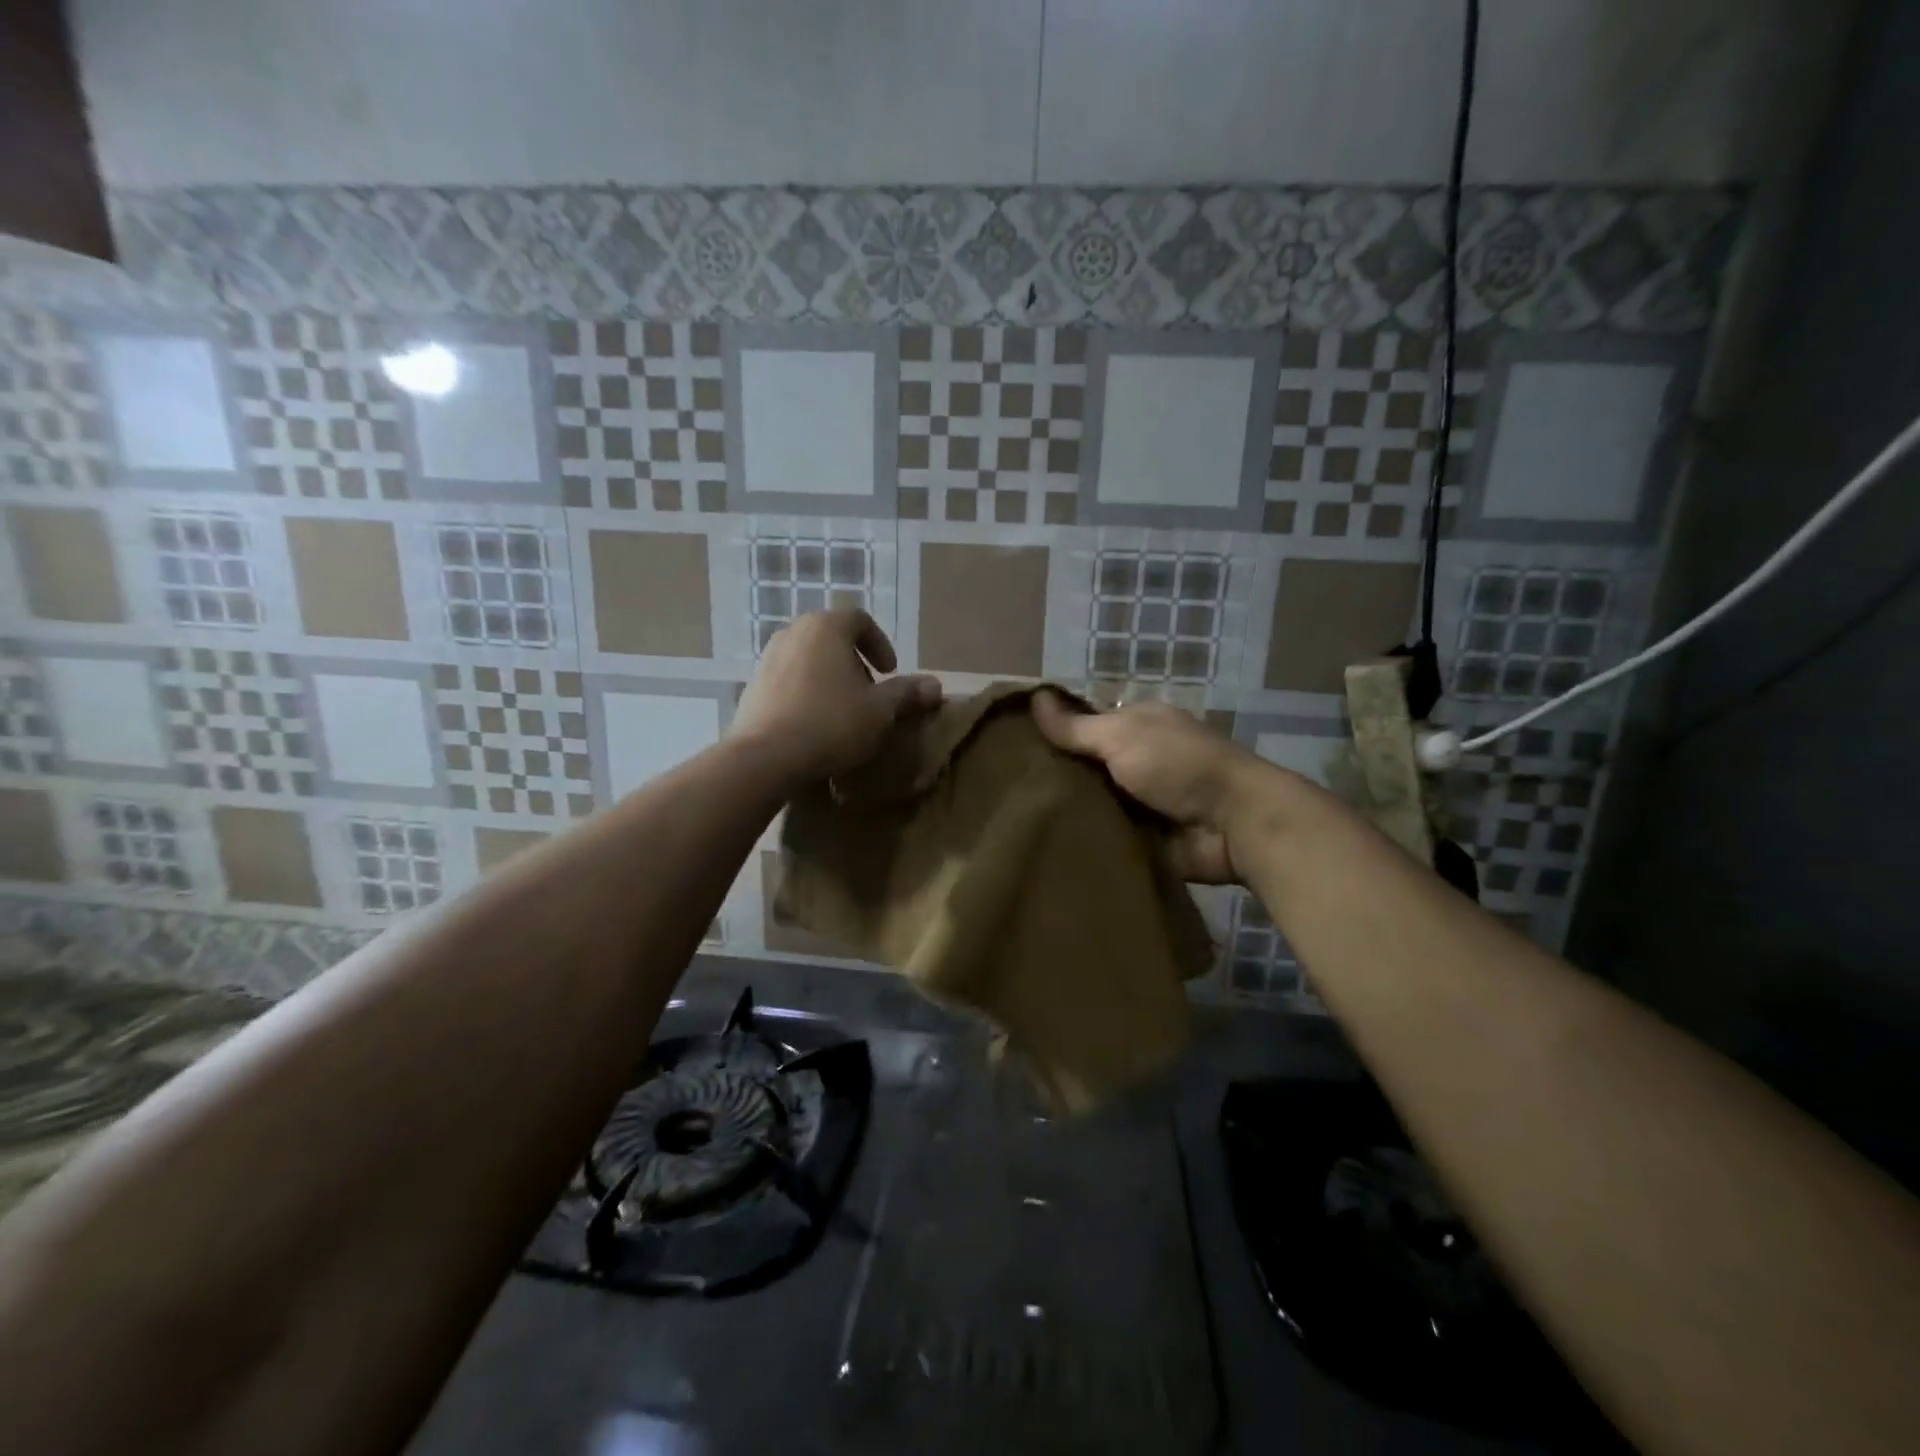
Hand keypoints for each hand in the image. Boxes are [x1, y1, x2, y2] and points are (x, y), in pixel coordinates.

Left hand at [732, 610, 941, 785]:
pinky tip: (814, 725)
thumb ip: (907, 692)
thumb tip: (935, 685)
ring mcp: (767, 658)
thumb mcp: (881, 710)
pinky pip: (788, 681)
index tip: (890, 673)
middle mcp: (793, 632)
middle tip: (869, 693)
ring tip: (843, 711)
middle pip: (832, 638)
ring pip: (808, 659)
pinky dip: (806, 693)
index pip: (859, 620)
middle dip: (855, 663)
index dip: (880, 644)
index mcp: (826, 627)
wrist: (766, 757)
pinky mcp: (752, 686)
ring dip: (830, 678)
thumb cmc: (832, 723)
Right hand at [1032, 691, 1263, 883]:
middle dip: (1055, 777)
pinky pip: (1105, 836)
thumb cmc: (1178, 765)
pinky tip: (1046, 842)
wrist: (1233, 824)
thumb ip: (1076, 726)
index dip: (1052, 734)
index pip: (1084, 726)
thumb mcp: (1121, 736)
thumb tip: (1034, 696)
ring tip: (1017, 819)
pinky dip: (1085, 839)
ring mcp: (1142, 801)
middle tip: (1005, 790)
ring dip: (1068, 812)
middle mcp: (1138, 760)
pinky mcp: (1144, 838)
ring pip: (1092, 804)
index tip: (1011, 748)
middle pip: (1085, 767)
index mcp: (1137, 726)